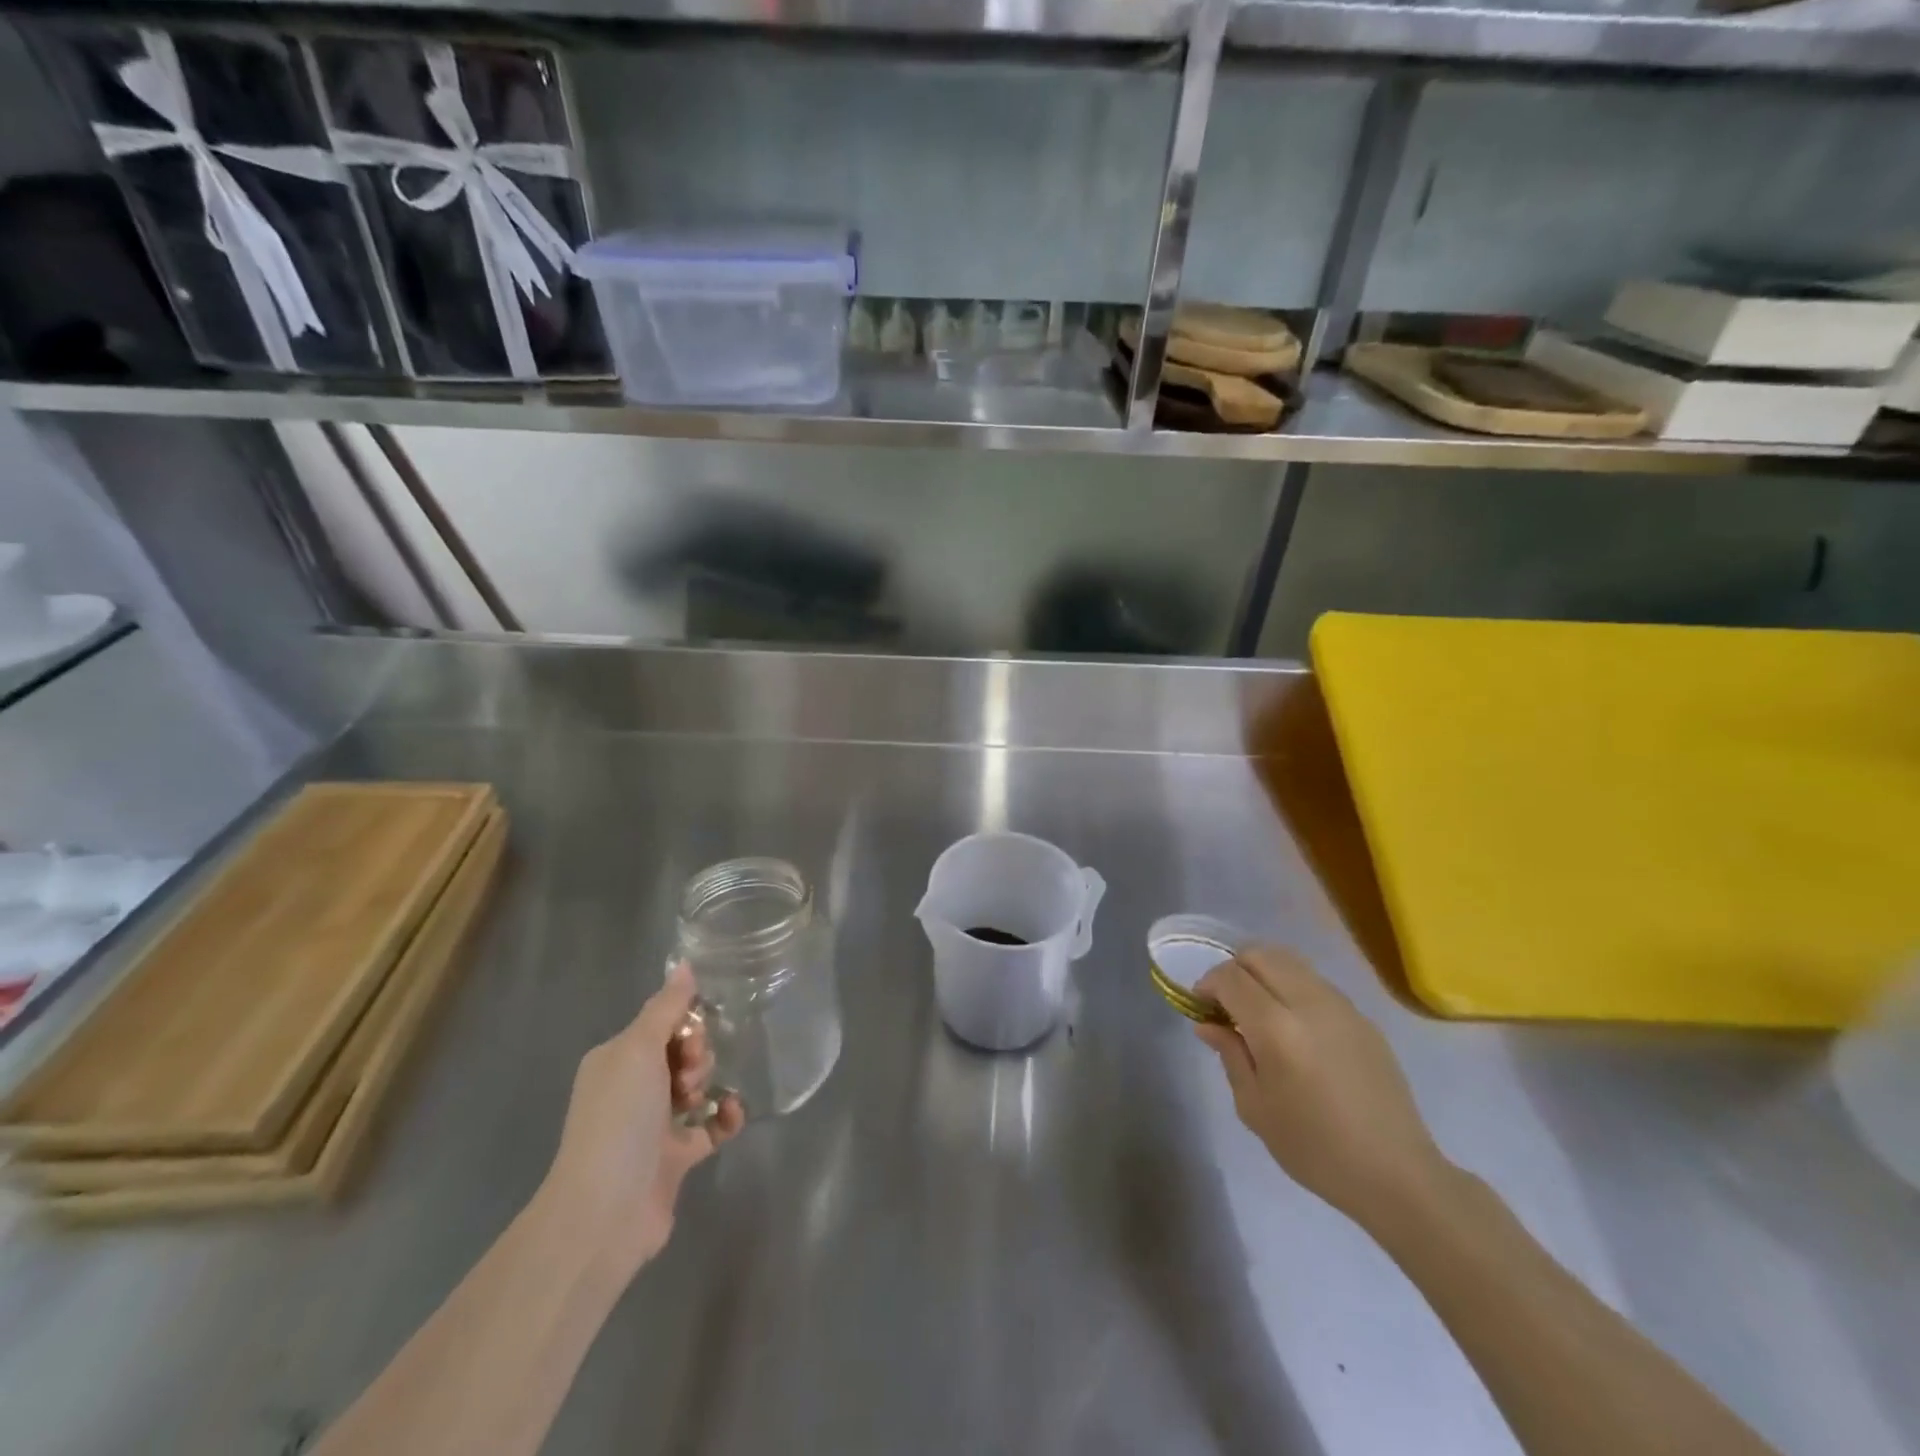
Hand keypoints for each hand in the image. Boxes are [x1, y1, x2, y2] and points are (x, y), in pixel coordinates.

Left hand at [537, 963, 743, 1279]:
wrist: (605, 1212)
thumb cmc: (619, 1118)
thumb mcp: (639, 1049)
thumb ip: (666, 1007)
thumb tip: (685, 965)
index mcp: (617, 1060)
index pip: (662, 1024)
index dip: (685, 1024)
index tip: (690, 1038)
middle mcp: (632, 1089)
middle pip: (682, 1052)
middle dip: (698, 1054)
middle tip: (690, 1076)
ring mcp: (653, 1126)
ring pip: (697, 1086)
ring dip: (709, 1082)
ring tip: (701, 1101)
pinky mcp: (676, 1157)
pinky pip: (711, 1125)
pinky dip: (725, 1116)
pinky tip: (732, 1114)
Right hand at [1196, 944, 1451, 1232]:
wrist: (1396, 1174)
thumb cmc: (1315, 1149)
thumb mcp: (1255, 1108)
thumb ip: (1230, 1055)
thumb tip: (1208, 1023)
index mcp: (1277, 1028)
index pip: (1231, 977)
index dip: (1208, 984)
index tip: (1201, 1007)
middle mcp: (1309, 1003)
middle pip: (1260, 954)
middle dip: (1234, 969)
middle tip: (1226, 1004)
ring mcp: (1341, 1006)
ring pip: (1290, 961)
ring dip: (1264, 973)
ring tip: (1258, 1010)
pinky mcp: (1363, 1017)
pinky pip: (1315, 982)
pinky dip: (1291, 987)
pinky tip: (1294, 1027)